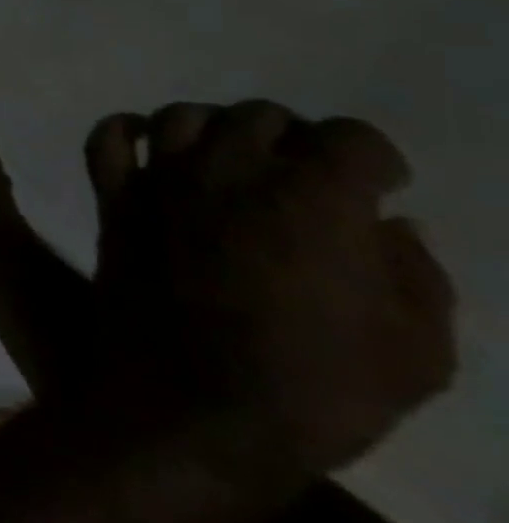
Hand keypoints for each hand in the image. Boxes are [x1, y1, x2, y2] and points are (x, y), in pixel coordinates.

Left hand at [84, 101, 456, 496]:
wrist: (193, 406)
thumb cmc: (316, 388)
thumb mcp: (415, 350)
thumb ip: (414, 274)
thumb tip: (389, 224)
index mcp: (314, 197)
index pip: (350, 137)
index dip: (373, 159)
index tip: (378, 185)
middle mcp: (230, 171)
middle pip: (260, 117)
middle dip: (293, 138)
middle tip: (303, 175)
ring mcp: (161, 181)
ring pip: (182, 116)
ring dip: (215, 127)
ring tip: (234, 159)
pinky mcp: (113, 200)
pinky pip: (107, 141)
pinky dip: (127, 131)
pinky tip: (151, 145)